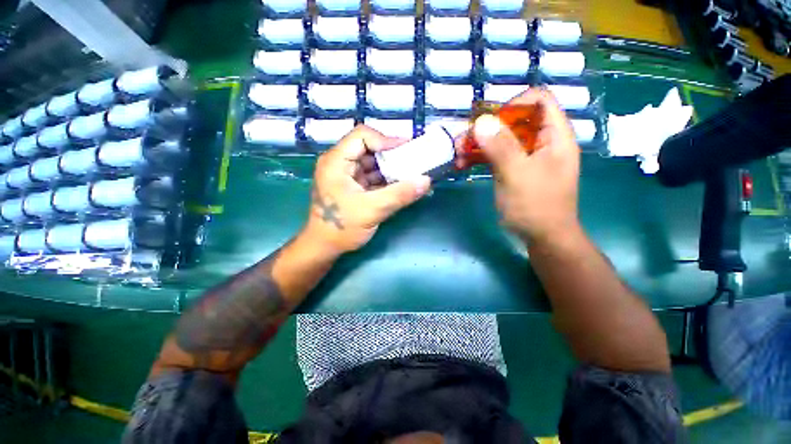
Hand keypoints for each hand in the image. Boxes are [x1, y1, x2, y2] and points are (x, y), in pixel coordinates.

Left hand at [303, 125, 431, 254]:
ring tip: (412, 172)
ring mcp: (346, 175)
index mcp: (336, 162)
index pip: (362, 136)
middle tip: (414, 160)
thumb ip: (400, 194)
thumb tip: (426, 180)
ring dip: (391, 167)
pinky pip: (372, 176)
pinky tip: (402, 184)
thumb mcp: (372, 210)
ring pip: (372, 163)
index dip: (386, 139)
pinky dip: (387, 179)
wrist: (325, 247)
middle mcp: (340, 163)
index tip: (408, 149)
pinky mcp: (353, 186)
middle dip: (392, 154)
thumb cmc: (342, 228)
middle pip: (369, 148)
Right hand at [459, 88, 580, 242]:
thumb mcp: (518, 175)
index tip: (489, 121)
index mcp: (554, 136)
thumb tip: (482, 121)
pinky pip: (494, 156)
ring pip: (500, 139)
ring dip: (477, 144)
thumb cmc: (536, 207)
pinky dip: (478, 158)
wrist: (542, 237)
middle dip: (486, 128)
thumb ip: (501, 147)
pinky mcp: (512, 169)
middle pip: (513, 121)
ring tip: (457, 155)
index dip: (513, 104)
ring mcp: (524, 156)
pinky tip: (462, 164)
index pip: (539, 101)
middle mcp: (540, 141)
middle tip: (463, 141)